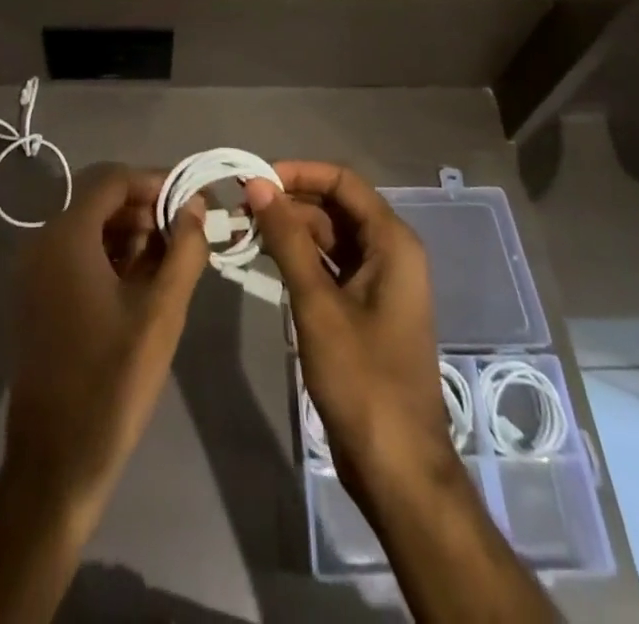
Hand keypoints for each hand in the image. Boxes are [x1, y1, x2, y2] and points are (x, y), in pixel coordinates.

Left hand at [2, 164, 209, 520]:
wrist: (56, 463)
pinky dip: (110, 256)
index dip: (154, 181)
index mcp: (66, 237)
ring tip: (170, 259)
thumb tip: (195, 204)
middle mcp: (42, 243)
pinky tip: (141, 283)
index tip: (191, 200)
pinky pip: (76, 255)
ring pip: (89, 228)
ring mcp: (34, 272)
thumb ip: (183, 249)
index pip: (112, 179)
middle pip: (99, 200)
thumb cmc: (113, 380)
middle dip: (145, 208)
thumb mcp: (162, 311)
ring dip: (130, 232)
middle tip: (185, 232)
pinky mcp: (36, 299)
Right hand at [244, 163, 459, 499]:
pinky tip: (267, 260)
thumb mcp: (317, 303)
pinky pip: (332, 266)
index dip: (299, 172)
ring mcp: (380, 281)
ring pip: (331, 237)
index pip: (343, 182)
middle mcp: (390, 252)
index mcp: (392, 242)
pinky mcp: (366, 307)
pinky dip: (301, 258)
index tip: (256, 178)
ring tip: (245, 229)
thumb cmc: (361, 378)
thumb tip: (259, 185)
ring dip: (292, 230)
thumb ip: (287, 239)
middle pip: (336, 206)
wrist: (396, 465)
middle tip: (242, 206)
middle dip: (291, 201)